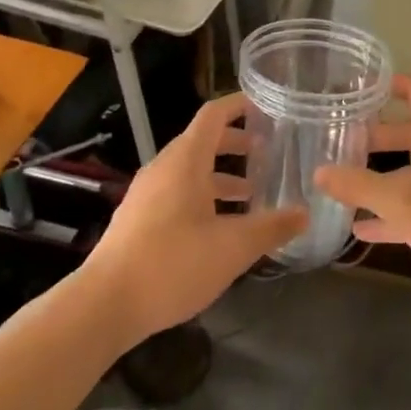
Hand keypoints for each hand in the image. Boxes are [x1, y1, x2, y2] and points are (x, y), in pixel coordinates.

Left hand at [83, 93, 307, 344]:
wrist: (105, 304)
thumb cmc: (173, 263)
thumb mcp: (233, 247)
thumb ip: (271, 227)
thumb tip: (305, 213)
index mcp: (186, 160)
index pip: (214, 115)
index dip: (239, 105)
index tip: (266, 106)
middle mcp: (164, 168)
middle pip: (202, 141)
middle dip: (236, 144)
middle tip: (267, 153)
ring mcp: (147, 193)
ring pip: (190, 170)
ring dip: (221, 175)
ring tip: (251, 193)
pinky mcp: (138, 218)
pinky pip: (176, 192)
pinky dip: (203, 195)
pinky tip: (219, 227)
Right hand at [315, 76, 410, 317]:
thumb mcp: (406, 203)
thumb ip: (361, 186)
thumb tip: (319, 171)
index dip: (393, 83)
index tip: (362, 86)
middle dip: (379, 137)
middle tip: (344, 141)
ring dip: (383, 178)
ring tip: (345, 185)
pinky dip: (393, 215)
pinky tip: (364, 230)